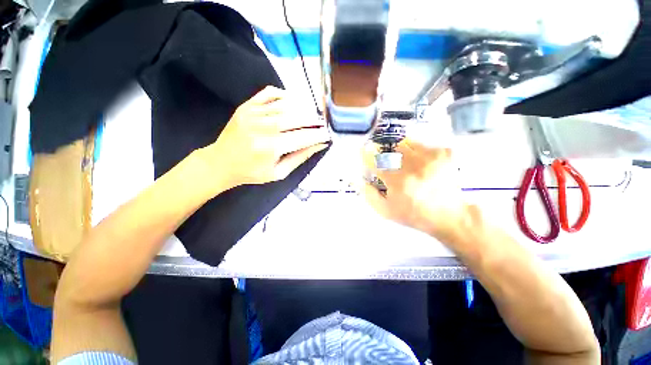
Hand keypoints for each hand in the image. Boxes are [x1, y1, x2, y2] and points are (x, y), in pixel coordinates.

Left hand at [203, 86, 329, 189]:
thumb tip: (319, 145)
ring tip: (312, 115)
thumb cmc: (252, 173)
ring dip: (303, 109)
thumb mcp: (279, 173)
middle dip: (314, 120)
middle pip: (296, 118)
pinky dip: (284, 95)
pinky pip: (269, 93)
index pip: (303, 137)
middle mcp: (262, 127)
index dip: (318, 135)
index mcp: (270, 148)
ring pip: (286, 105)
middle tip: (323, 124)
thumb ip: (300, 157)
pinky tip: (292, 103)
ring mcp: (252, 113)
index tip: (328, 135)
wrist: (221, 163)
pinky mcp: (246, 106)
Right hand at [363, 139, 467, 239]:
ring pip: (407, 143)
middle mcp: (414, 165)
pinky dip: (418, 150)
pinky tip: (420, 161)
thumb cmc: (414, 214)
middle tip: (387, 161)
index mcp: (398, 180)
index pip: (376, 161)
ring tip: (404, 161)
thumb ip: (369, 195)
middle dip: (385, 153)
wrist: (449, 216)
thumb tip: (359, 180)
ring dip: (400, 151)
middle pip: (391, 148)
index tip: (363, 151)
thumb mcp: (387, 211)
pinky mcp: (444, 154)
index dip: (367, 155)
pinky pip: (424, 144)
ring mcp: (430, 157)